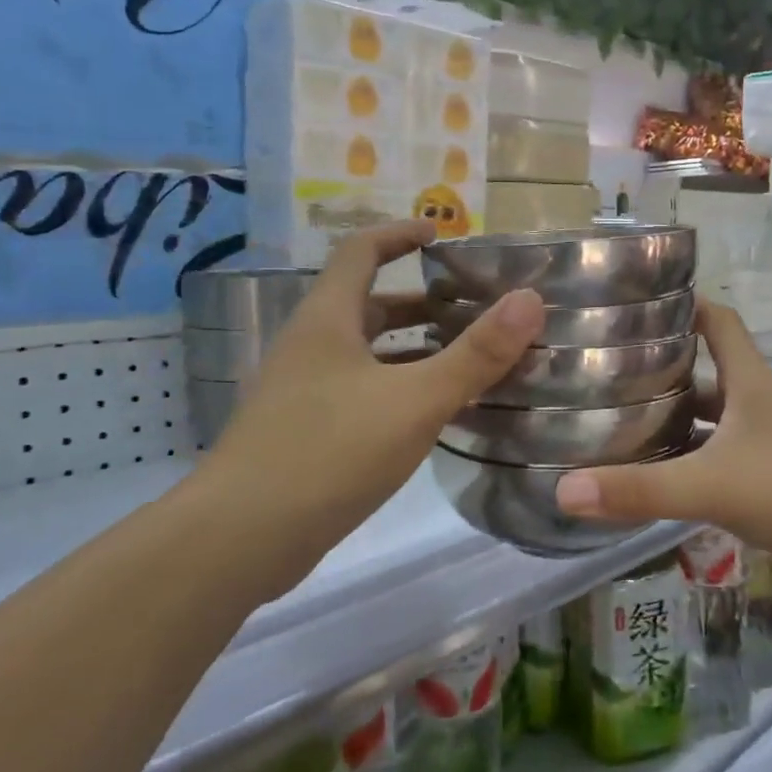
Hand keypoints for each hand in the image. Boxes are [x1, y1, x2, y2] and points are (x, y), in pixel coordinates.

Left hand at [194, 221, 542, 589]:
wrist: (241, 538)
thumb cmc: (329, 452)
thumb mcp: (415, 400)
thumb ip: (475, 354)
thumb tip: (530, 300)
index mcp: (328, 319)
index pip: (360, 251)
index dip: (400, 234)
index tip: (442, 234)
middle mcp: (310, 346)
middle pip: (367, 304)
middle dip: (420, 301)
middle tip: (472, 310)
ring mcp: (302, 391)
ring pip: (365, 353)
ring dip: (412, 349)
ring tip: (465, 361)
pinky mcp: (304, 432)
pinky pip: (360, 392)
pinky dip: (397, 389)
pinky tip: (430, 417)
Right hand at [554, 300, 771, 589]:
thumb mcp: (714, 486)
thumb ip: (641, 489)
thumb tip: (564, 490)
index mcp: (750, 382)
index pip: (718, 320)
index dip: (683, 304)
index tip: (636, 302)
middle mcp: (762, 402)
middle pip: (709, 370)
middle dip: (664, 368)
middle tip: (607, 372)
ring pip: (716, 418)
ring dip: (678, 419)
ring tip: (623, 425)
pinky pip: (727, 456)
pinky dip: (697, 460)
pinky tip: (666, 479)